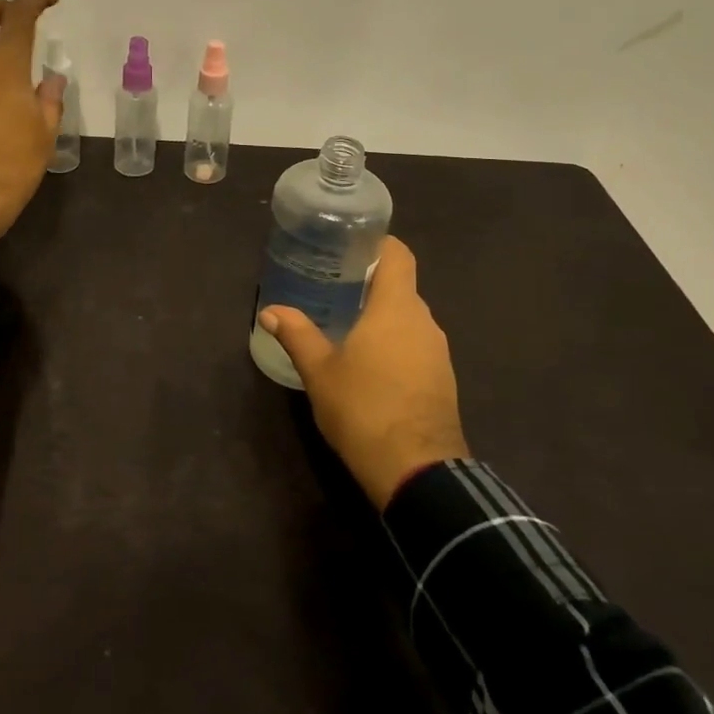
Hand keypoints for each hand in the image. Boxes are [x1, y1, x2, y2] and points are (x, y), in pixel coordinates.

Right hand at [259, 236, 469, 510]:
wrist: (417, 469)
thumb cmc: (363, 408)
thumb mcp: (320, 371)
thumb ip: (297, 335)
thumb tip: (270, 312)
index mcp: (396, 307)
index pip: (399, 254)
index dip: (378, 244)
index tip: (350, 247)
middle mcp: (424, 320)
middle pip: (402, 286)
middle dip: (371, 283)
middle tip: (335, 286)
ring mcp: (439, 351)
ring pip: (410, 318)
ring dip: (384, 317)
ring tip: (349, 324)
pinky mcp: (443, 378)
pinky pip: (418, 345)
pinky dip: (396, 343)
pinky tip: (372, 363)